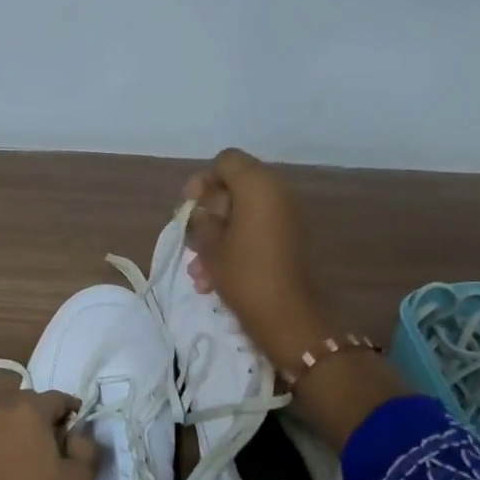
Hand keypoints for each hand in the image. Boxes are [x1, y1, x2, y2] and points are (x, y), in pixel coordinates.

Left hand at [0, 392, 96, 479]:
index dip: (71, 409)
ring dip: (14, 432)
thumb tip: (78, 436)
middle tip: (50, 442)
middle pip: (26, 405)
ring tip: (22, 458)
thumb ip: (87, 450)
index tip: (76, 425)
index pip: (57, 397)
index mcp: (30, 411)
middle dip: (41, 417)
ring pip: (1, 422)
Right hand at [182, 148, 330, 372]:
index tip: (189, 207)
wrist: (288, 318)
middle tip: (191, 240)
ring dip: (218, 236)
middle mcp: (277, 193)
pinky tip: (213, 279)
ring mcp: (287, 218)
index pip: (226, 161)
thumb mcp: (209, 245)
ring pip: (242, 215)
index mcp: (259, 186)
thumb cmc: (244, 274)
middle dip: (209, 214)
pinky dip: (235, 247)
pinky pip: (256, 232)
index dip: (203, 180)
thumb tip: (200, 210)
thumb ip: (199, 219)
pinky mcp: (290, 241)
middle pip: (234, 187)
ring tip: (198, 271)